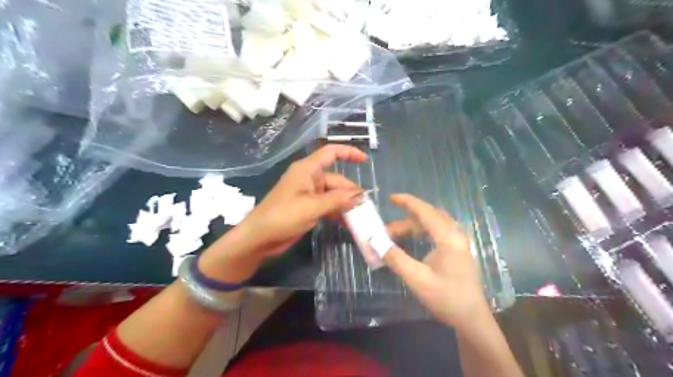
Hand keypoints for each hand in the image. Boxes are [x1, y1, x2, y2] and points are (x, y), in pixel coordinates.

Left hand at [239, 144, 367, 256]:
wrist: (260, 238)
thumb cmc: (282, 216)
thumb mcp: (312, 207)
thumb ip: (338, 200)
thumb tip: (361, 195)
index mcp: (307, 170)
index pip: (331, 153)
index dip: (348, 153)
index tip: (365, 161)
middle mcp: (309, 179)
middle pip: (336, 179)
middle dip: (350, 191)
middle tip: (365, 207)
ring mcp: (309, 194)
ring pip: (334, 194)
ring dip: (346, 204)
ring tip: (360, 216)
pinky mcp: (308, 207)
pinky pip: (328, 205)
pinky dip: (337, 212)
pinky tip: (348, 223)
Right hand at [384, 194, 488, 329]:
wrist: (472, 319)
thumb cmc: (446, 298)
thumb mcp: (416, 278)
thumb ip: (395, 258)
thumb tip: (376, 241)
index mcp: (448, 237)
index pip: (425, 211)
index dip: (407, 202)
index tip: (391, 197)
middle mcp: (455, 235)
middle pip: (429, 216)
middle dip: (406, 219)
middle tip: (386, 229)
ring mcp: (459, 243)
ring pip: (434, 224)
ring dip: (413, 227)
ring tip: (394, 237)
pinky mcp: (459, 251)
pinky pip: (438, 232)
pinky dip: (422, 232)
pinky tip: (412, 242)